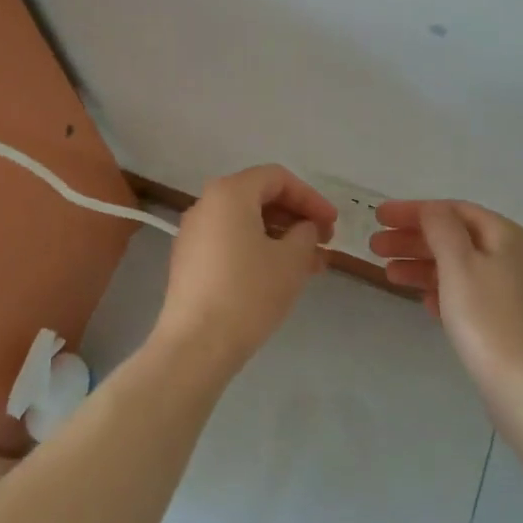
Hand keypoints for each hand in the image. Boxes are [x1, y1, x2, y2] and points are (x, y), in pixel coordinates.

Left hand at [156, 165, 337, 370]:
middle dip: (296, 217)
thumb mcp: (292, 260)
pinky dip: (258, 249)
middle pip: (259, 197)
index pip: (277, 178)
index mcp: (229, 193)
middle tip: (324, 242)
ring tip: (310, 264)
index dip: (310, 198)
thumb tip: (303, 228)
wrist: (197, 344)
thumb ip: (306, 233)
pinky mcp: (189, 261)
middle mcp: (206, 205)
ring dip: (281, 237)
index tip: (332, 224)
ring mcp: (193, 233)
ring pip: (246, 223)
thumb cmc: (249, 292)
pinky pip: (230, 242)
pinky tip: (280, 275)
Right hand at [371, 200, 522, 390]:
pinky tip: (422, 300)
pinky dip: (441, 290)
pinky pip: (467, 293)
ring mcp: (512, 290)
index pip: (452, 210)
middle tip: (375, 246)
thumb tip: (431, 209)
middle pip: (454, 237)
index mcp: (505, 235)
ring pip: (458, 266)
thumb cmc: (487, 318)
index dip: (413, 210)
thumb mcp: (459, 263)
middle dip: (413, 239)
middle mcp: (513, 256)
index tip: (378, 216)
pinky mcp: (506, 319)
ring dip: (421, 265)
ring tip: (389, 274)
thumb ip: (441, 228)